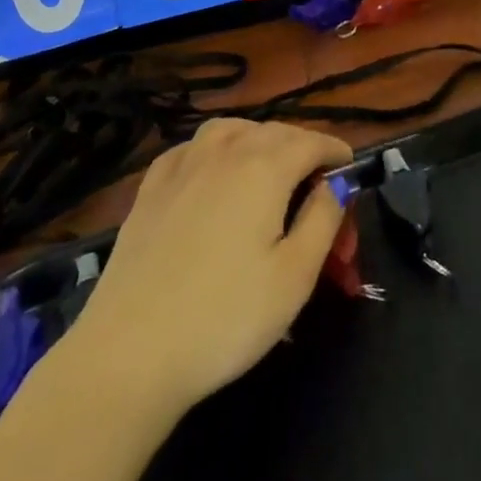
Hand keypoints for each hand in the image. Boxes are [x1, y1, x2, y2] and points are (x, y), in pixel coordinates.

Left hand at [66, 119, 352, 416]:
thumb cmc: (225, 317)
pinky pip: (194, 147)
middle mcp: (225, 150)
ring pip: (232, 130)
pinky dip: (216, 150)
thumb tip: (336, 184)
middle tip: (316, 190)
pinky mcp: (151, 185)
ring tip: (268, 170)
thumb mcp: (294, 277)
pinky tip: (213, 174)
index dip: (336, 153)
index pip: (312, 141)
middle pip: (275, 132)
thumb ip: (323, 220)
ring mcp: (183, 163)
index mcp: (265, 167)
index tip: (350, 171)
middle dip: (303, 151)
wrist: (130, 351)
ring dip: (259, 141)